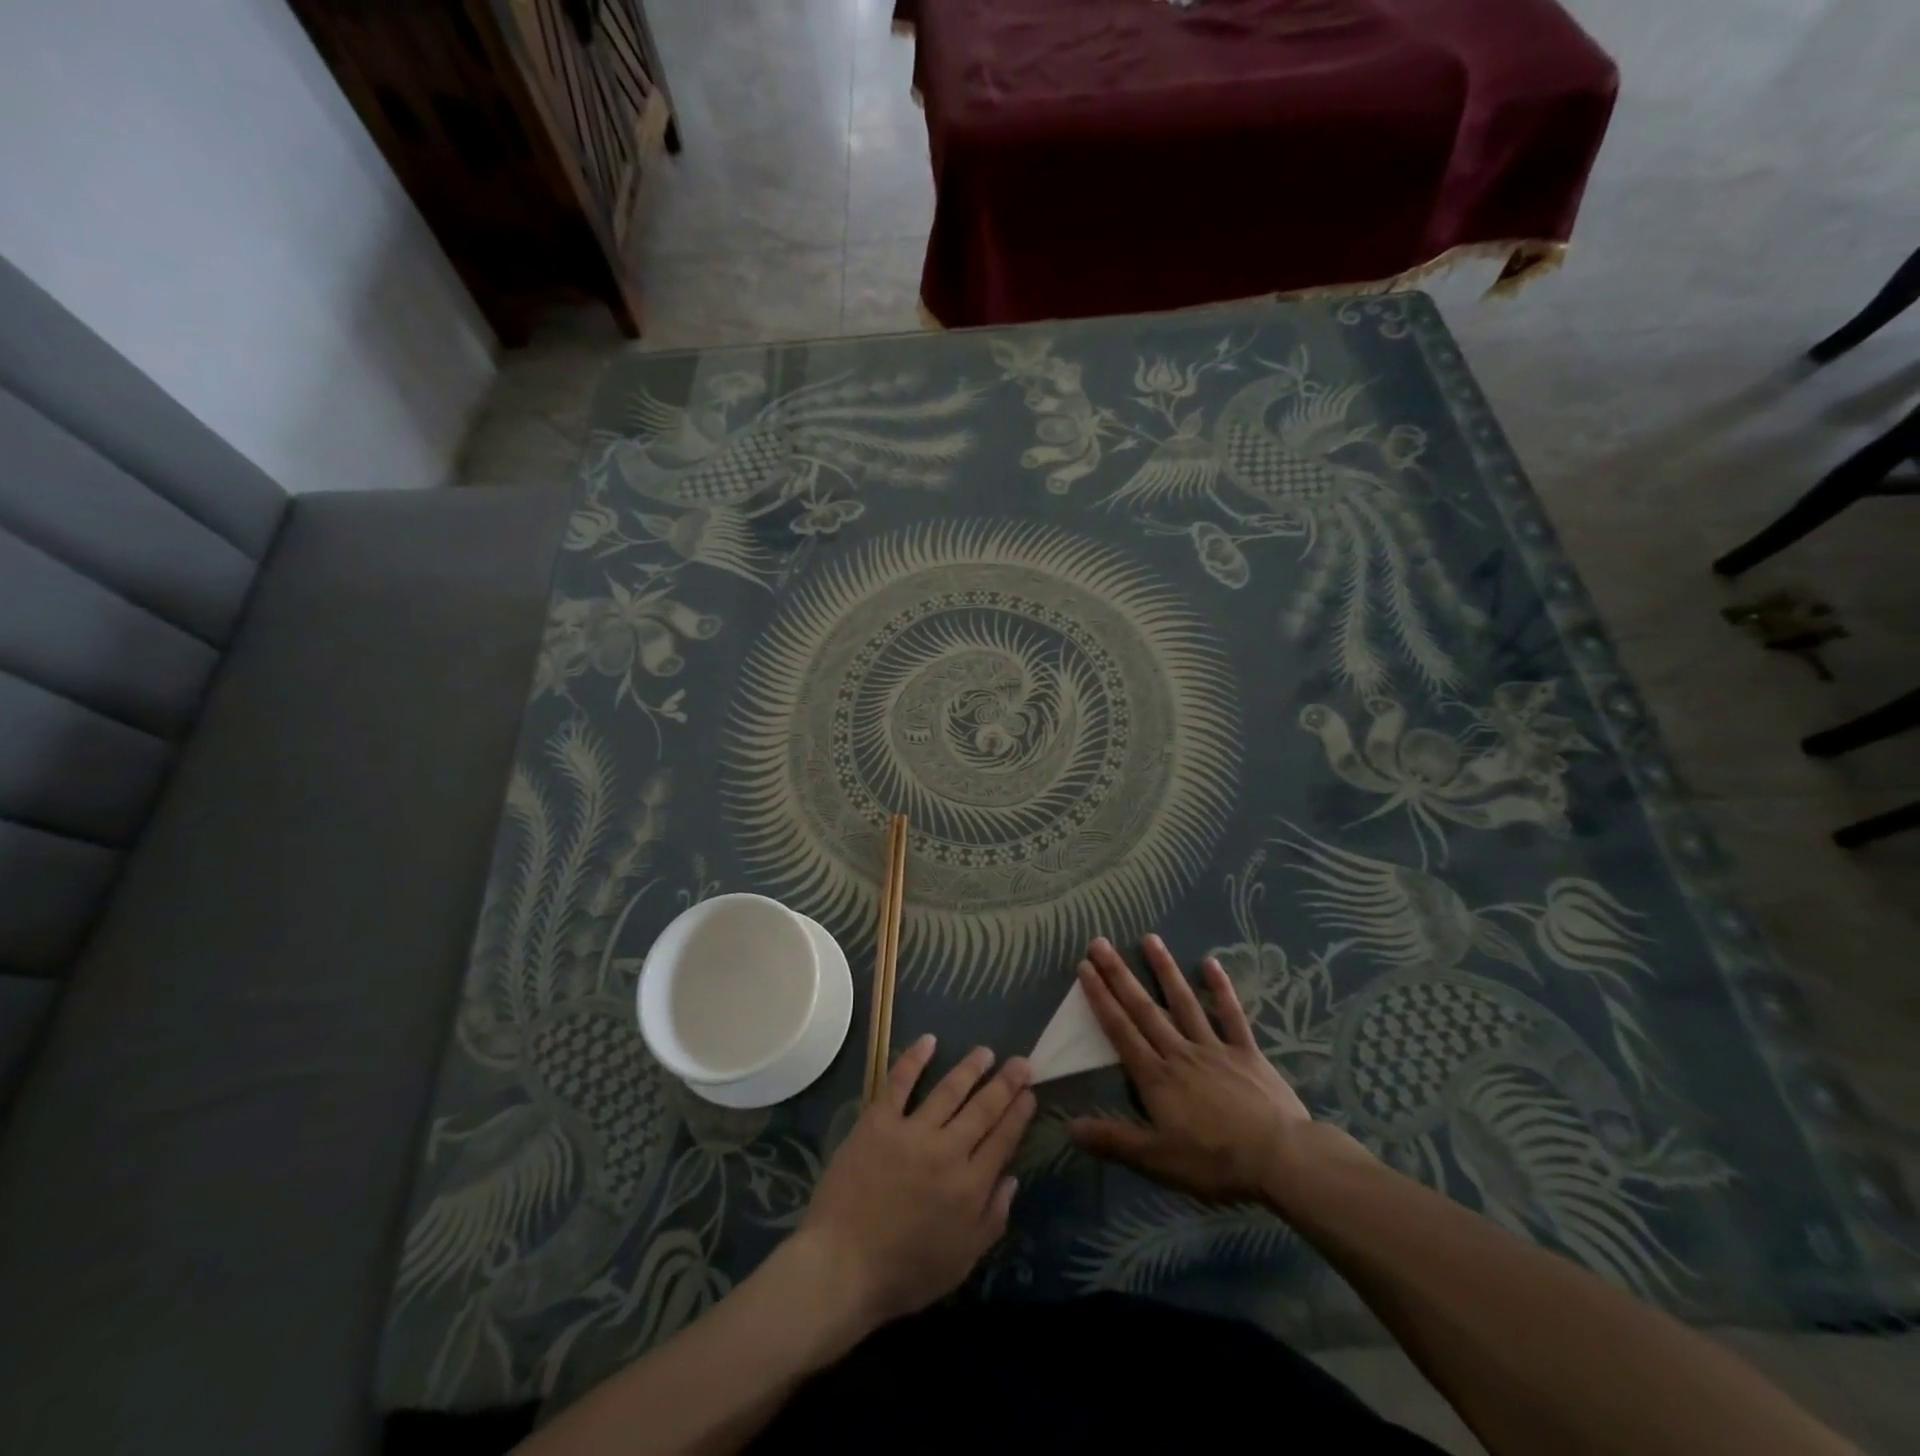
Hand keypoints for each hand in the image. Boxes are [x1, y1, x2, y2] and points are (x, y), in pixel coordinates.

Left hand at [797, 1036, 1035, 1328]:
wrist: (841, 1267)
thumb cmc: (904, 1273)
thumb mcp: (961, 1262)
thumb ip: (991, 1219)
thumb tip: (1011, 1179)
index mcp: (970, 1187)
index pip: (1003, 1139)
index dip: (1019, 1114)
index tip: (1030, 1092)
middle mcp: (947, 1151)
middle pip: (983, 1109)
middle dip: (1005, 1083)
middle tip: (1022, 1061)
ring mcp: (912, 1132)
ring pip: (949, 1090)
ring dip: (970, 1068)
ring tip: (985, 1051)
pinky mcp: (878, 1122)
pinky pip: (899, 1083)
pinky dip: (914, 1059)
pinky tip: (928, 1041)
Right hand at [1069, 935, 1322, 1203]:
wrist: (1280, 1159)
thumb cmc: (1214, 1161)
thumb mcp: (1157, 1160)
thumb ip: (1114, 1140)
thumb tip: (1070, 1127)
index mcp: (1156, 1077)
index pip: (1120, 1030)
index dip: (1101, 999)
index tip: (1085, 968)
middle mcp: (1180, 1052)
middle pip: (1144, 1009)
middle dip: (1119, 975)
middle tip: (1100, 943)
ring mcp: (1214, 1047)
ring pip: (1183, 1002)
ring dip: (1164, 969)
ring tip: (1149, 938)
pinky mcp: (1245, 1051)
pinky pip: (1231, 1015)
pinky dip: (1221, 989)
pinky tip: (1211, 963)